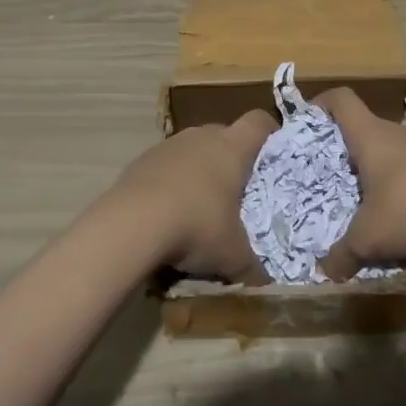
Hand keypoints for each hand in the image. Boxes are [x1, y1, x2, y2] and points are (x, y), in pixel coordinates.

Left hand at [113, 110, 276, 283]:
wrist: (131, 223)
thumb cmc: (196, 226)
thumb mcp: (231, 255)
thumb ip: (252, 266)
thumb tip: (265, 283)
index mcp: (232, 148)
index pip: (258, 122)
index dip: (269, 130)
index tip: (273, 149)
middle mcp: (202, 137)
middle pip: (224, 133)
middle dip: (231, 157)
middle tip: (236, 189)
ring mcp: (168, 145)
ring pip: (192, 149)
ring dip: (198, 169)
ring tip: (199, 205)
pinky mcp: (141, 160)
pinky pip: (165, 165)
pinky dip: (171, 181)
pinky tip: (167, 212)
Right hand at [315, 87, 405, 280]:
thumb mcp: (368, 238)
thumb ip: (342, 254)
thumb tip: (325, 271)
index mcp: (370, 135)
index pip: (341, 100)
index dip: (321, 104)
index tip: (307, 122)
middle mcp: (395, 133)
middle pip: (363, 126)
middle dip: (344, 148)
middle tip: (329, 175)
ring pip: (388, 148)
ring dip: (374, 168)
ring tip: (363, 200)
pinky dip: (399, 182)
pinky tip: (400, 212)